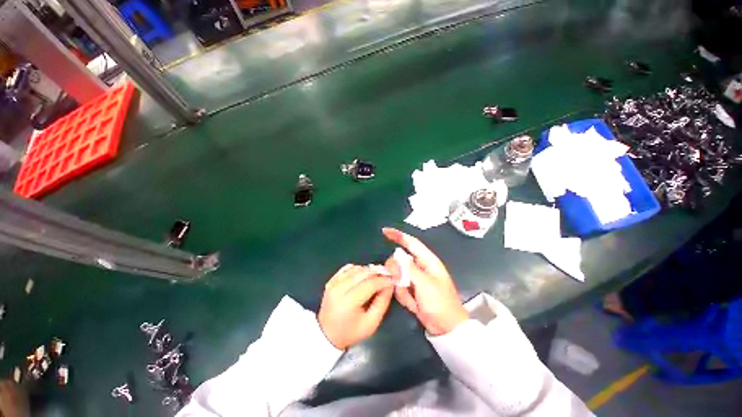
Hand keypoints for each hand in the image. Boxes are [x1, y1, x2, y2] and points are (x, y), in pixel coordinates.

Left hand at [318, 265, 394, 349]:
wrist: (326, 334)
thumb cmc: (351, 332)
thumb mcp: (371, 323)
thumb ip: (382, 303)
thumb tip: (390, 285)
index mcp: (348, 302)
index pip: (370, 284)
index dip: (383, 280)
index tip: (393, 279)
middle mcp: (339, 289)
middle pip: (362, 273)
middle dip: (378, 272)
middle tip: (388, 274)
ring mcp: (333, 283)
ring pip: (356, 269)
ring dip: (369, 270)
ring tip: (378, 275)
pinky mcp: (331, 280)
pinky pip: (347, 268)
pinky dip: (358, 269)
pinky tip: (364, 275)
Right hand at [383, 228, 468, 335]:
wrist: (446, 328)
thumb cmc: (440, 302)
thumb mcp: (425, 284)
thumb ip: (409, 268)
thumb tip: (396, 254)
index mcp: (428, 261)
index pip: (411, 243)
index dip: (398, 236)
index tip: (384, 232)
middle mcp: (420, 267)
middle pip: (400, 260)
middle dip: (397, 272)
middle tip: (400, 282)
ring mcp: (415, 279)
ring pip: (398, 275)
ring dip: (401, 287)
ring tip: (412, 298)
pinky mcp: (412, 290)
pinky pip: (399, 287)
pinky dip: (403, 295)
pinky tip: (413, 304)